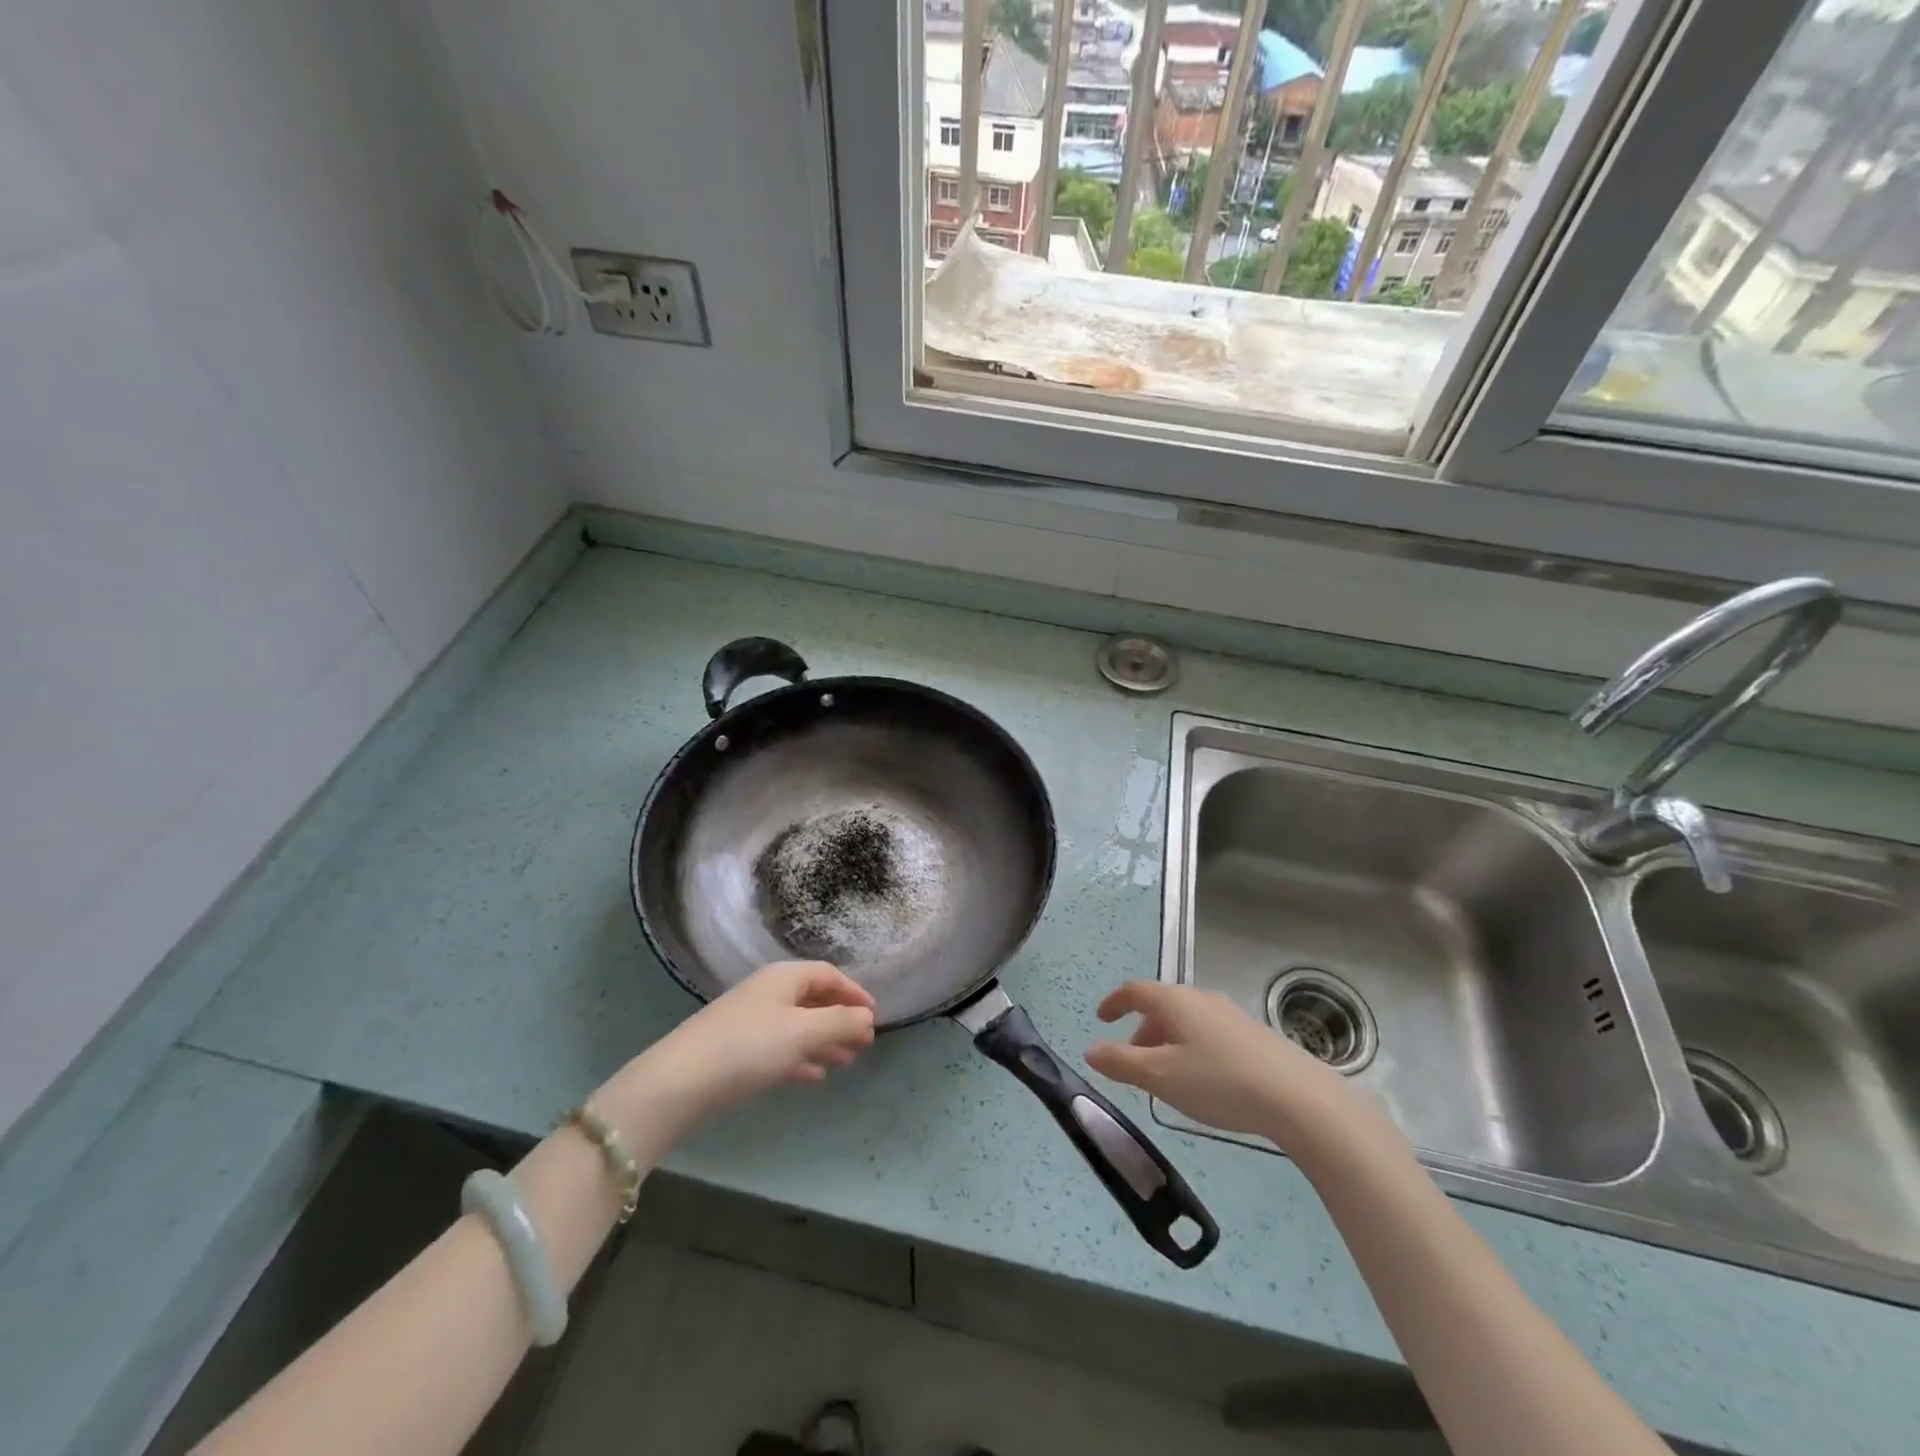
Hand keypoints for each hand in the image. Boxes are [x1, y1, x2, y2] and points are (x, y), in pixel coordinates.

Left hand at [609, 962, 876, 1135]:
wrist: (680, 1081)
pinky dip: (800, 1057)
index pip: (829, 975)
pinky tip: (813, 1077)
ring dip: (824, 1040)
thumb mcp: (803, 1033)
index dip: (855, 992)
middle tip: (865, 1042)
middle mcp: (767, 991)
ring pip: (797, 1024)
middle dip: (841, 1019)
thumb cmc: (749, 1047)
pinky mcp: (735, 1048)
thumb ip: (841, 1023)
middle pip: (813, 998)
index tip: (875, 1015)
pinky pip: (779, 1046)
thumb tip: (868, 1017)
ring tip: (846, 1061)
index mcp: (784, 977)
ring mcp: (749, 1019)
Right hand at [1086, 981, 1391, 1159]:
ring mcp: (1230, 1016)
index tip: (1101, 1018)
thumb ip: (1121, 1063)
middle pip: (1161, 1007)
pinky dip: (1191, 1049)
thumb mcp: (1161, 1076)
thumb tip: (1091, 1049)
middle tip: (1131, 1062)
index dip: (1114, 1002)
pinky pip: (1208, 1034)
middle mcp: (1201, 999)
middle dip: (1141, 1031)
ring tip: (1165, 1078)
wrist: (1298, 1098)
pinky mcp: (1253, 1036)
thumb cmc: (1219, 1082)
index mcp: (1175, 1002)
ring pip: (1186, 1022)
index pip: (1135, 991)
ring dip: (1166, 1043)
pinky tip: (1201, 1081)